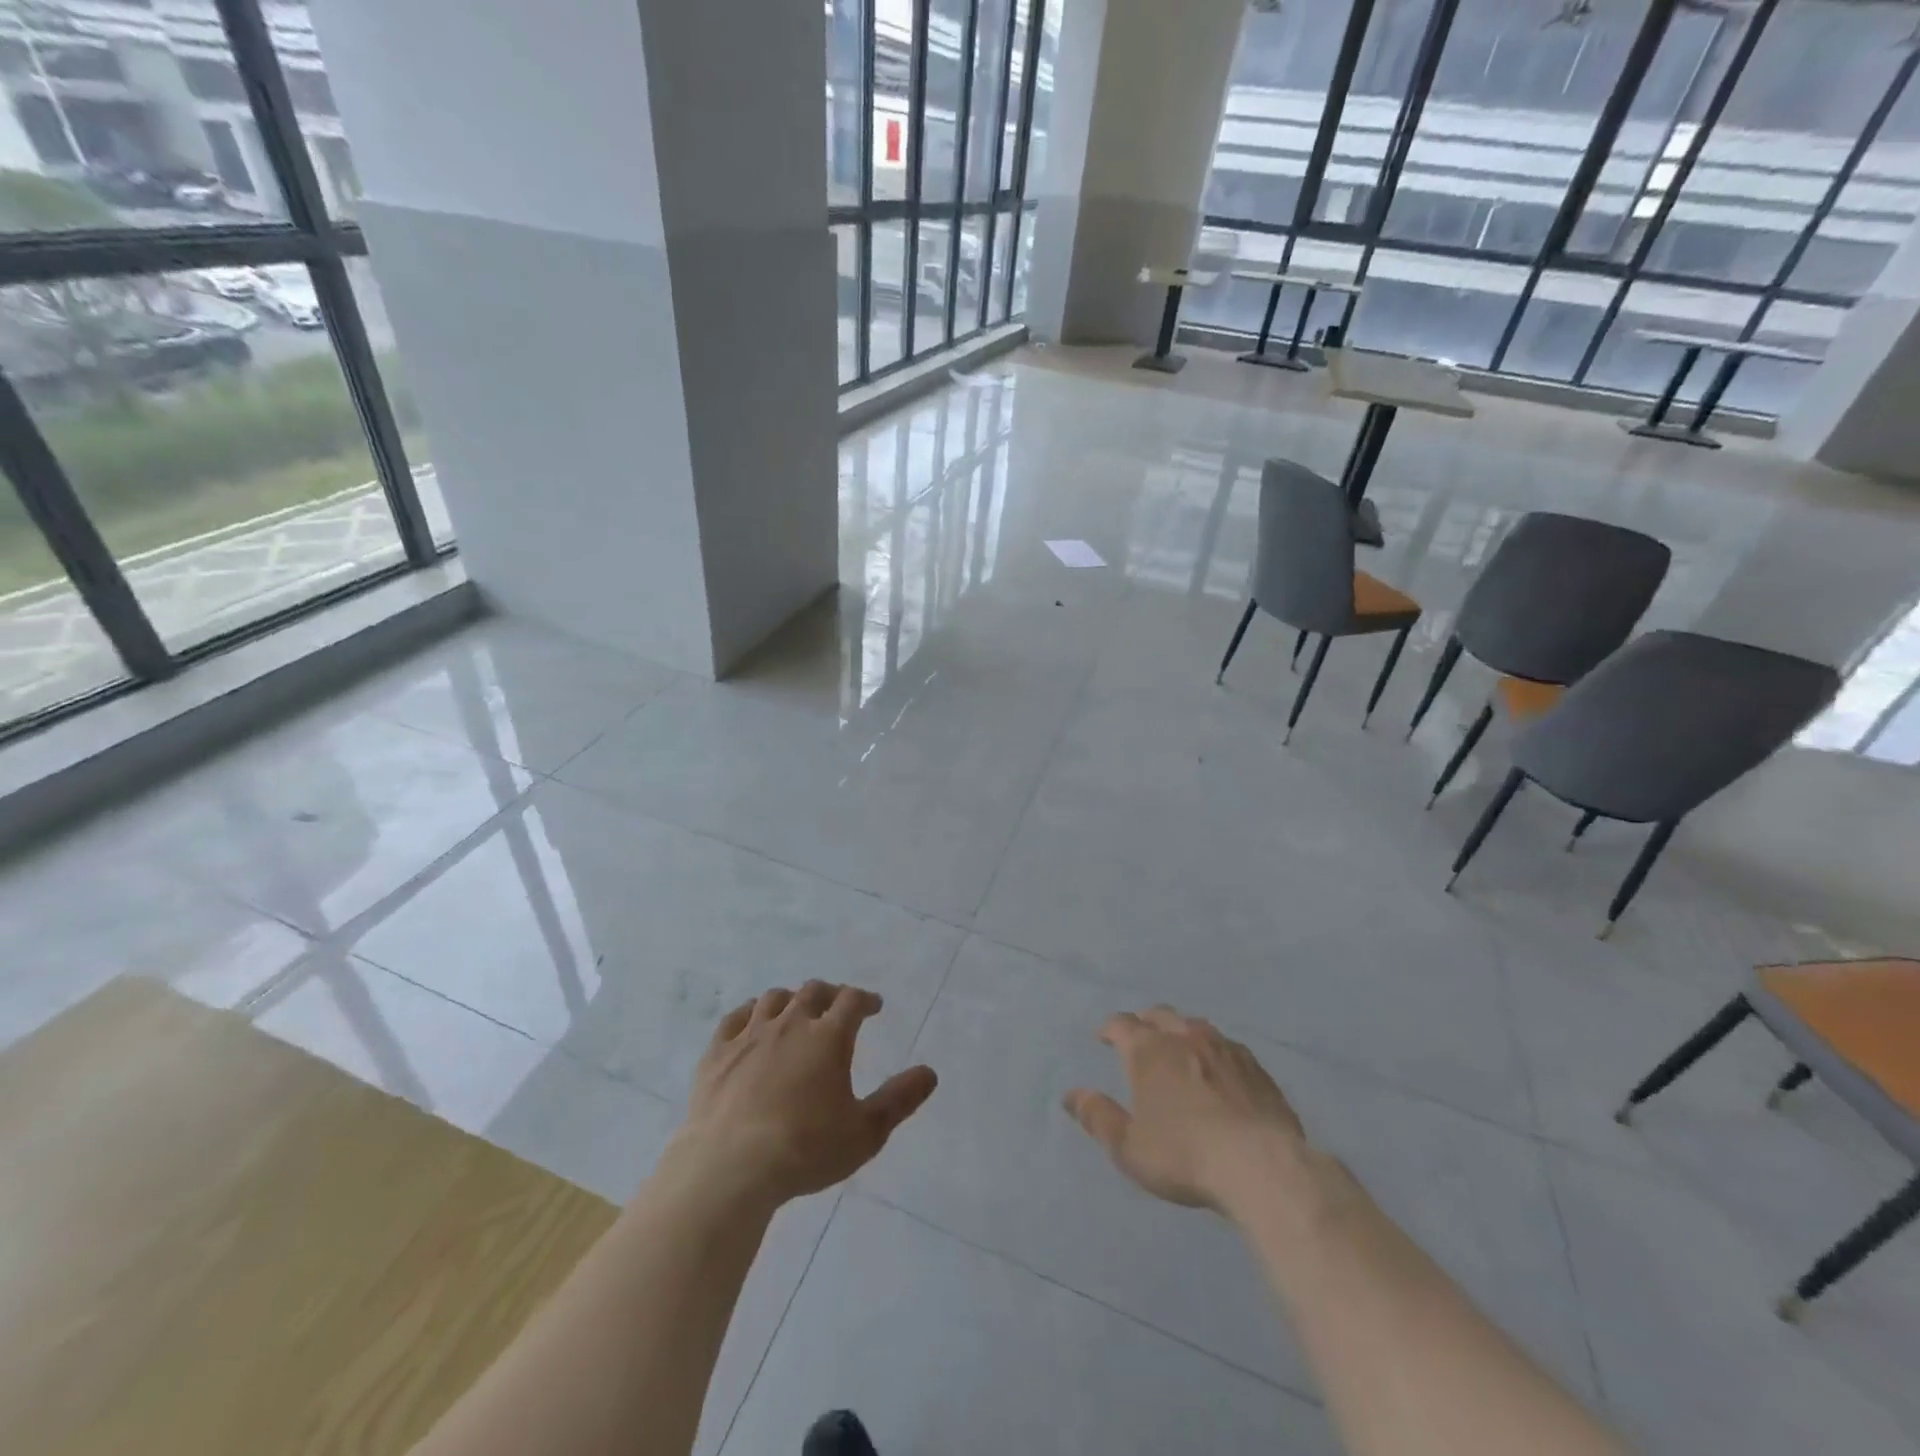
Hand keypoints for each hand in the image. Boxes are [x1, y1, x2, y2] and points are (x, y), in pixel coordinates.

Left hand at [667, 981, 937, 1209]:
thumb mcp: (865, 1133)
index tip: (873, 1006)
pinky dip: (750, 1013)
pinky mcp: (717, 1053)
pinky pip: (735, 1018)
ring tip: (796, 1012)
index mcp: (828, 1037)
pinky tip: (752, 1022)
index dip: (866, 999)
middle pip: (813, 992)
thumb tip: (930, 1072)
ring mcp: (749, 1035)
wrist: (729, 1169)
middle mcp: (790, 1024)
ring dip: (791, 1000)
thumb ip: (899, 1099)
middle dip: (830, 995)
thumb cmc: (804, 1150)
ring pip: (774, 999)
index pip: (852, 1000)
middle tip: (837, 1007)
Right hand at [1064, 1006, 1309, 1215]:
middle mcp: (1185, 1036)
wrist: (1262, 1166)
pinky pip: (1228, 1048)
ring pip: (1196, 1026)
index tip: (1103, 1038)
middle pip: (1159, 1015)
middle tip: (1140, 1039)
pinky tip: (1220, 1072)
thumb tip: (1070, 1095)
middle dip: (1145, 1023)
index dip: (1109, 1029)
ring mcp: (1224, 1048)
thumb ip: (1097, 1117)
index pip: (1121, 1024)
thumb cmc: (1183, 1155)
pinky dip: (1214, 1053)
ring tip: (1179, 1052)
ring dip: (1181, 1033)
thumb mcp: (1128, 1147)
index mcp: (1149, 1050)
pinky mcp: (1257, 1068)